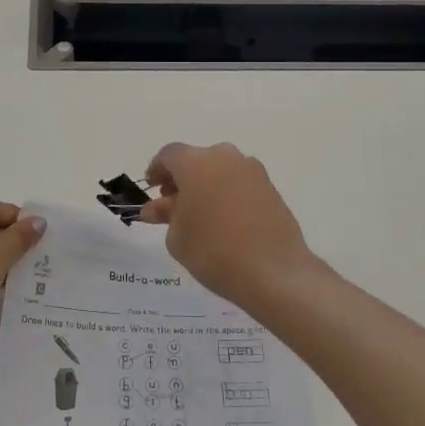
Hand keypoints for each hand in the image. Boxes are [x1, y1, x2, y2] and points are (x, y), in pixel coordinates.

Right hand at [138, 144, 320, 308]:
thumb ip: (165, 215)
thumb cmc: (213, 250)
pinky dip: (227, 194)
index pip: (169, 155)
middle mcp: (225, 157)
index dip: (157, 170)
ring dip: (206, 185)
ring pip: (220, 170)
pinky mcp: (271, 187)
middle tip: (173, 205)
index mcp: (196, 162)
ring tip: (200, 215)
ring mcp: (252, 170)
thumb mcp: (177, 236)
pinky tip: (224, 220)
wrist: (273, 270)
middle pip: (196, 160)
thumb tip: (158, 207)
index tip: (152, 189)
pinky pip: (240, 184)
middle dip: (182, 179)